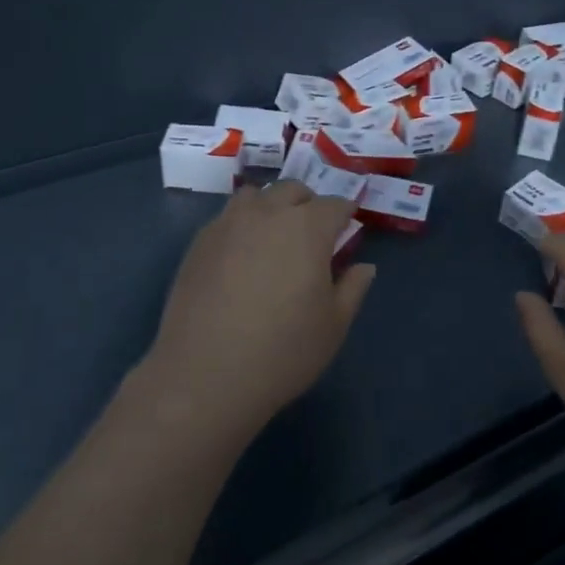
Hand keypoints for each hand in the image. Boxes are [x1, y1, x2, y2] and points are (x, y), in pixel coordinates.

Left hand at [137, 182, 375, 444]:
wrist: (205, 374)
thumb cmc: (282, 351)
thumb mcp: (333, 326)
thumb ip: (353, 288)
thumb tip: (364, 266)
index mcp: (308, 228)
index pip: (335, 205)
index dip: (346, 214)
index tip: (349, 226)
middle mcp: (268, 213)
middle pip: (293, 190)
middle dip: (309, 204)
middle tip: (313, 234)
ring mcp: (228, 223)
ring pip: (256, 196)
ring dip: (271, 206)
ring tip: (274, 236)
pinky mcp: (199, 242)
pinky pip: (227, 217)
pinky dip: (242, 224)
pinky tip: (241, 256)